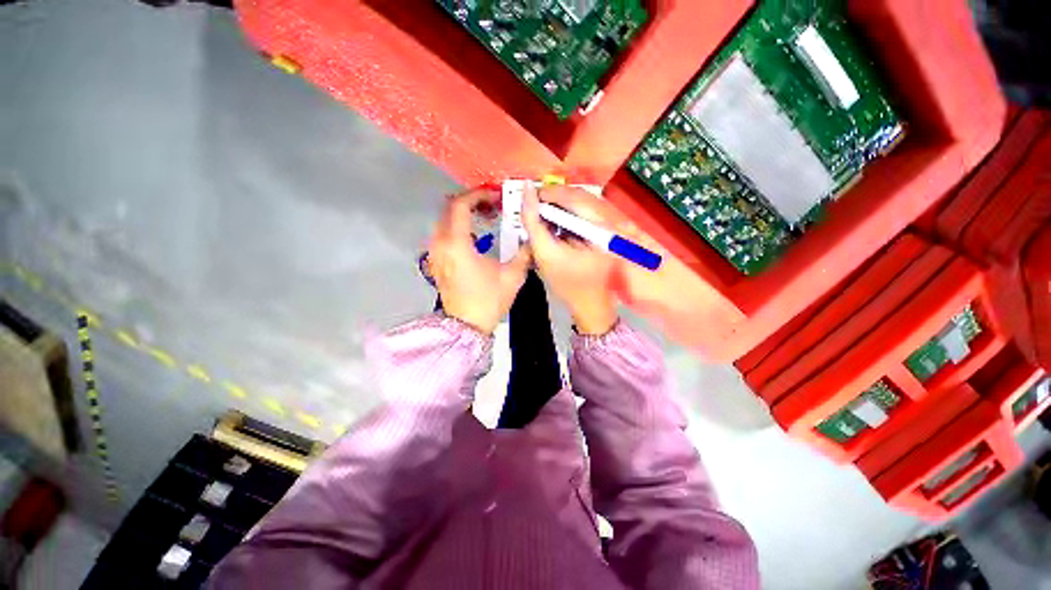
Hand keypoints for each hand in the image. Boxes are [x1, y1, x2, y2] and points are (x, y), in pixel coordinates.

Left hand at [428, 189, 530, 333]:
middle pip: (449, 209)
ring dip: (464, 214)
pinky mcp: (435, 261)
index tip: (495, 196)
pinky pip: (442, 234)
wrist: (467, 326)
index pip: (460, 205)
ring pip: (444, 220)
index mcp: (457, 244)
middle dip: (472, 202)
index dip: (478, 195)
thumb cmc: (488, 300)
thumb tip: (531, 238)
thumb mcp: (512, 276)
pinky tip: (474, 236)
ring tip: (485, 218)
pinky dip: (457, 227)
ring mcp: (435, 253)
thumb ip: (524, 252)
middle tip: (493, 206)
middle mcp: (440, 244)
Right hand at [521, 185, 618, 335]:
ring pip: (580, 203)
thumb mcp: (545, 254)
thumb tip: (526, 190)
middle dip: (552, 199)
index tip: (527, 197)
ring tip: (540, 217)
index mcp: (600, 228)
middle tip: (532, 207)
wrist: (589, 305)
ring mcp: (610, 226)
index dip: (548, 193)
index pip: (574, 197)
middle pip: (578, 196)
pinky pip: (584, 213)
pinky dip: (566, 216)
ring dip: (558, 207)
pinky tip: (554, 225)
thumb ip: (533, 222)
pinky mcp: (605, 230)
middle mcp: (610, 221)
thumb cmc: (567, 284)